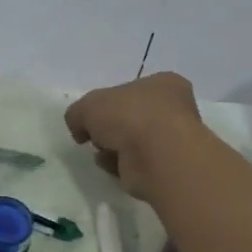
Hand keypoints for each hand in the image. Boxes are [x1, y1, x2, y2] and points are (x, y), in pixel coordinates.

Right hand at [64, 72, 202, 200]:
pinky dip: (122, 166)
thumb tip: (81, 130)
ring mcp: (173, 140)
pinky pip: (137, 164)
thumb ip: (77, 113)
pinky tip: (114, 166)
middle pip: (131, 118)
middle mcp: (174, 109)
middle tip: (95, 135)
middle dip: (110, 129)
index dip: (107, 103)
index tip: (92, 115)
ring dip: (113, 149)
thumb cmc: (129, 117)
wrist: (157, 157)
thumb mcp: (87, 106)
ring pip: (133, 142)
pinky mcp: (167, 167)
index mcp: (163, 84)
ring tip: (103, 154)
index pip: (130, 90)